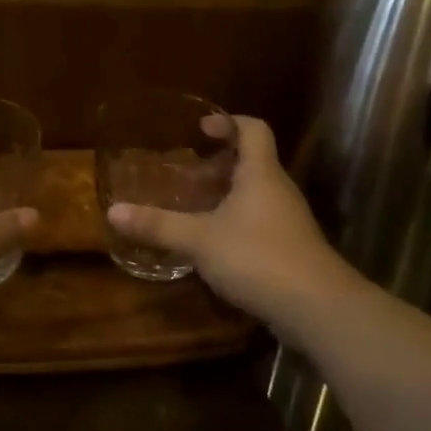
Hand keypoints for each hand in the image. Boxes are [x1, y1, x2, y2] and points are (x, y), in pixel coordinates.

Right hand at [106, 116, 357, 342]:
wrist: (317, 308)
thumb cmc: (258, 257)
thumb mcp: (200, 240)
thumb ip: (158, 225)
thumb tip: (114, 211)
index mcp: (260, 174)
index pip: (253, 129)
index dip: (228, 122)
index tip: (201, 129)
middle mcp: (278, 190)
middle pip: (252, 162)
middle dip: (218, 164)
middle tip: (186, 174)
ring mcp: (288, 221)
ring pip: (255, 194)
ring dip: (226, 195)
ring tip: (192, 208)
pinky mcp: (290, 249)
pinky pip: (259, 222)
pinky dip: (235, 223)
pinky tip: (213, 245)